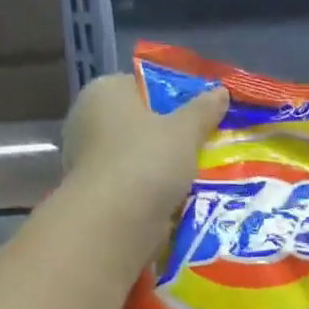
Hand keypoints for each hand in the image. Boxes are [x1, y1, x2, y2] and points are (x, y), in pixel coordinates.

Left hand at [60, 73, 227, 253]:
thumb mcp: (185, 131)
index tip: (200, 116)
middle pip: (139, 125)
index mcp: (104, 92)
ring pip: (137, 159)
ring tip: (197, 177)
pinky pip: (132, 187)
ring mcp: (88, 161)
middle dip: (168, 138)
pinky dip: (152, 193)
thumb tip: (221, 91)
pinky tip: (177, 201)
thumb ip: (203, 110)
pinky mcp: (96, 196)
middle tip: (204, 148)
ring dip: (162, 169)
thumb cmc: (147, 161)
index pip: (142, 86)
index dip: (173, 99)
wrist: (116, 222)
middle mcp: (88, 122)